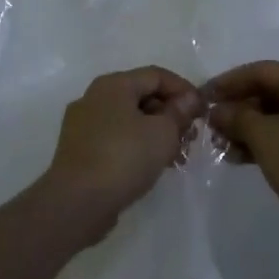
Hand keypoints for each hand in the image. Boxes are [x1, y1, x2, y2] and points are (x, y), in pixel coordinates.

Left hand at [39, 66, 201, 241]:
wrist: (76, 203)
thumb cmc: (124, 157)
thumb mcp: (163, 132)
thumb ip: (179, 112)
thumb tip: (188, 99)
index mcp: (113, 85)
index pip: (156, 75)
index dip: (183, 89)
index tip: (202, 111)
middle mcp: (94, 98)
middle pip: (141, 96)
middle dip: (170, 114)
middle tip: (190, 136)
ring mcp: (82, 125)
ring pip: (128, 120)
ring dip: (156, 133)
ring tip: (176, 156)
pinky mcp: (78, 151)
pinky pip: (115, 139)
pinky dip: (136, 146)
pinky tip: (152, 166)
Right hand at [208, 61, 278, 246]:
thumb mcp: (263, 137)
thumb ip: (237, 118)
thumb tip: (218, 111)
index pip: (261, 71)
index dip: (228, 83)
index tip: (203, 96)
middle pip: (273, 91)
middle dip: (240, 109)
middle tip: (213, 126)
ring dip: (252, 128)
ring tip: (224, 147)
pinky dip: (272, 139)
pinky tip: (244, 157)